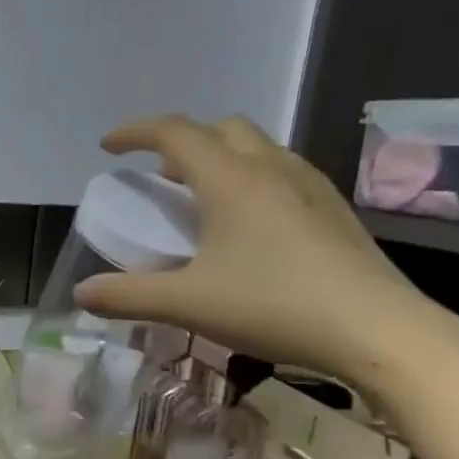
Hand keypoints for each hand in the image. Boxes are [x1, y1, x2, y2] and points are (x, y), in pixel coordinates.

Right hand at [74, 115, 458, 393]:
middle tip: (159, 177)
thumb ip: (127, 296)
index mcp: (231, 180)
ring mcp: (310, 187)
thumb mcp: (186, 304)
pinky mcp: (333, 211)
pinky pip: (281, 173)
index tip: (108, 147)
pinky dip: (249, 180)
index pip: (175, 133)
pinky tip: (248, 227)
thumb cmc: (273, 306)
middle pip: (221, 128)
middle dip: (182, 142)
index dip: (135, 132)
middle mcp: (272, 169)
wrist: (378, 330)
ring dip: (219, 158)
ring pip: (257, 148)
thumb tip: (80, 294)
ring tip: (199, 201)